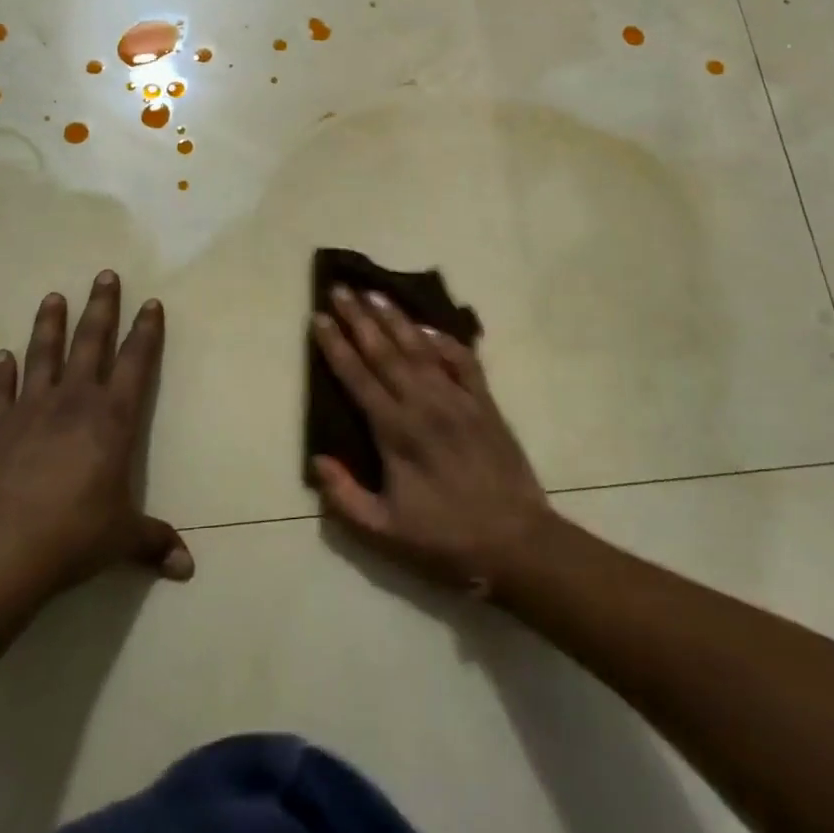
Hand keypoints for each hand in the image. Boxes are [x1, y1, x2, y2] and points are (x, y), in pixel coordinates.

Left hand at [0, 271, 192, 594]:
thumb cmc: (73, 537)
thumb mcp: (121, 539)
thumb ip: (154, 543)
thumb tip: (187, 569)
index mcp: (112, 418)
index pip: (136, 363)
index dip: (146, 331)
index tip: (151, 303)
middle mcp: (74, 401)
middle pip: (91, 342)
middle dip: (101, 307)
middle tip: (105, 275)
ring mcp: (29, 409)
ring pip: (43, 354)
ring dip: (49, 324)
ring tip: (53, 296)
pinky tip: (1, 356)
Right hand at [310, 286, 554, 593]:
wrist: (516, 543)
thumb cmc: (445, 539)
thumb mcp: (384, 532)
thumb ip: (345, 497)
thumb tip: (317, 460)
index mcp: (396, 432)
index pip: (357, 376)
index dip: (335, 345)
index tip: (318, 317)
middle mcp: (424, 404)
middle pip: (384, 351)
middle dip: (358, 318)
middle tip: (339, 289)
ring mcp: (458, 399)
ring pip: (420, 347)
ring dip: (395, 319)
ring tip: (373, 293)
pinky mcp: (485, 402)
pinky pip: (463, 360)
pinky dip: (444, 340)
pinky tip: (427, 328)